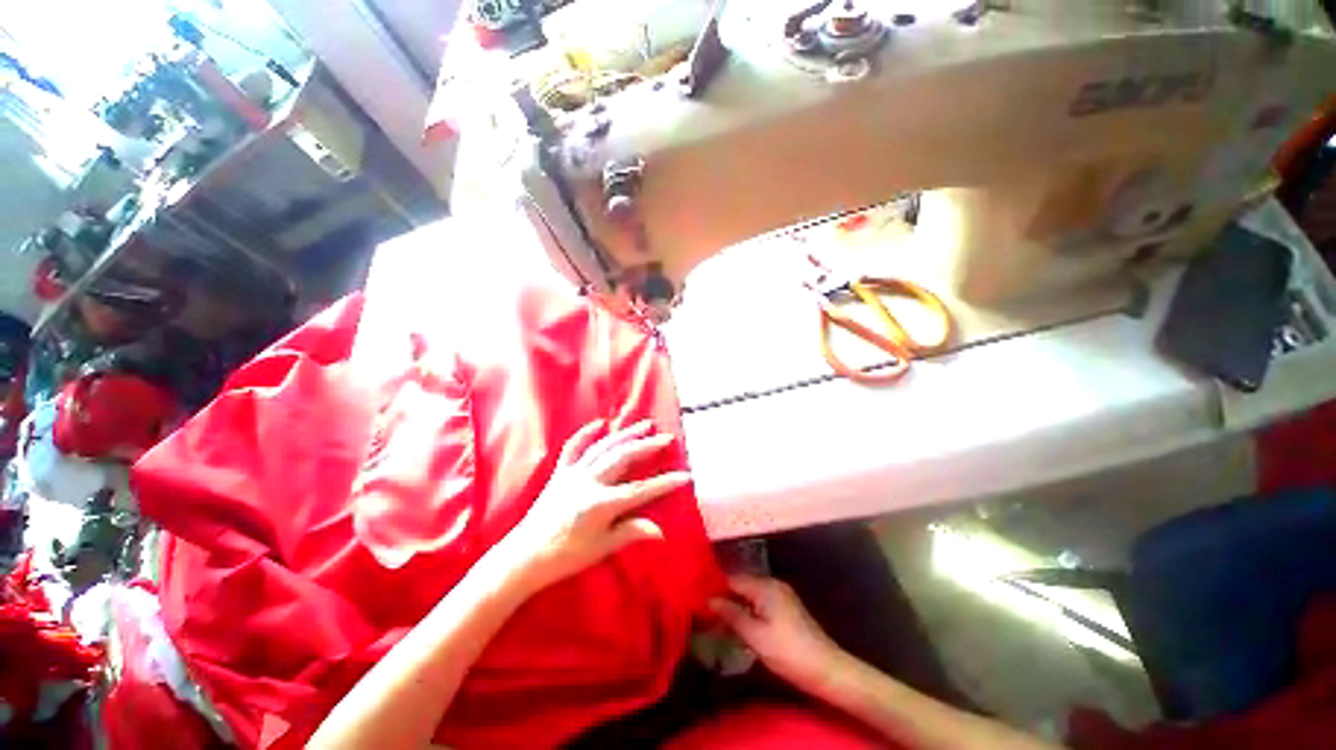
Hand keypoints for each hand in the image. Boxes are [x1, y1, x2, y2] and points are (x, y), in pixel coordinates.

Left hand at [496, 419, 689, 591]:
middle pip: (624, 458)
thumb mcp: (602, 548)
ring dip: (625, 434)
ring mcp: (573, 473)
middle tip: (666, 438)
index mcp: (600, 504)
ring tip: (644, 425)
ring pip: (604, 447)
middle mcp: (588, 482)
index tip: (685, 476)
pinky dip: (586, 434)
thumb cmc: (566, 556)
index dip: (665, 483)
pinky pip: (574, 447)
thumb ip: (631, 532)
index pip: (641, 490)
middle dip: (647, 446)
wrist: (524, 556)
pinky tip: (600, 423)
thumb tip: (661, 531)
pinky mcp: (560, 472)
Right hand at [711, 573, 845, 691]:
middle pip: (742, 584)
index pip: (733, 579)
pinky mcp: (786, 608)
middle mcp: (773, 584)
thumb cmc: (788, 652)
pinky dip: (748, 609)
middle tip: (704, 610)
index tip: (697, 598)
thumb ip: (732, 614)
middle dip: (724, 595)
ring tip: (717, 618)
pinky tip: (739, 624)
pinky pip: (760, 602)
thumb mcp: (756, 636)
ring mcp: (781, 595)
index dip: (715, 587)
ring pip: (750, 594)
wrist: (827, 670)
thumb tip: (709, 599)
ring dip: (735, 604)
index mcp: (765, 586)